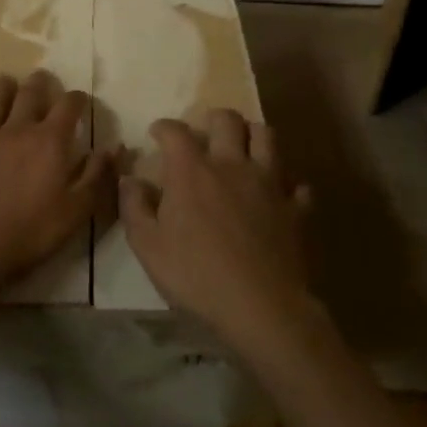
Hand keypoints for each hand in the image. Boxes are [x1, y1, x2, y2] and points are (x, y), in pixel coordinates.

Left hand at [0, 70, 113, 301]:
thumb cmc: (33, 230)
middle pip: (29, 95)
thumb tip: (114, 147)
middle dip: (39, 83)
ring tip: (5, 81)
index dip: (77, 99)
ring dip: (1, 89)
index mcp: (50, 141)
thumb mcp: (77, 209)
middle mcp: (18, 130)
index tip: (81, 100)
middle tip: (42, 77)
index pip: (68, 106)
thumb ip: (96, 175)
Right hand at [119, 110, 316, 356]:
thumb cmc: (196, 275)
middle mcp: (232, 164)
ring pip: (267, 137)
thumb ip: (134, 207)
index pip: (175, 131)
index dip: (164, 127)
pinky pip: (297, 184)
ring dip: (253, 136)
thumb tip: (129, 179)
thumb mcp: (148, 246)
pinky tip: (279, 195)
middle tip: (205, 134)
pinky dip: (287, 184)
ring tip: (243, 149)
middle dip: (214, 119)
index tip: (157, 134)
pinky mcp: (295, 208)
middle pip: (228, 120)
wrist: (260, 307)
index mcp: (192, 171)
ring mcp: (269, 183)